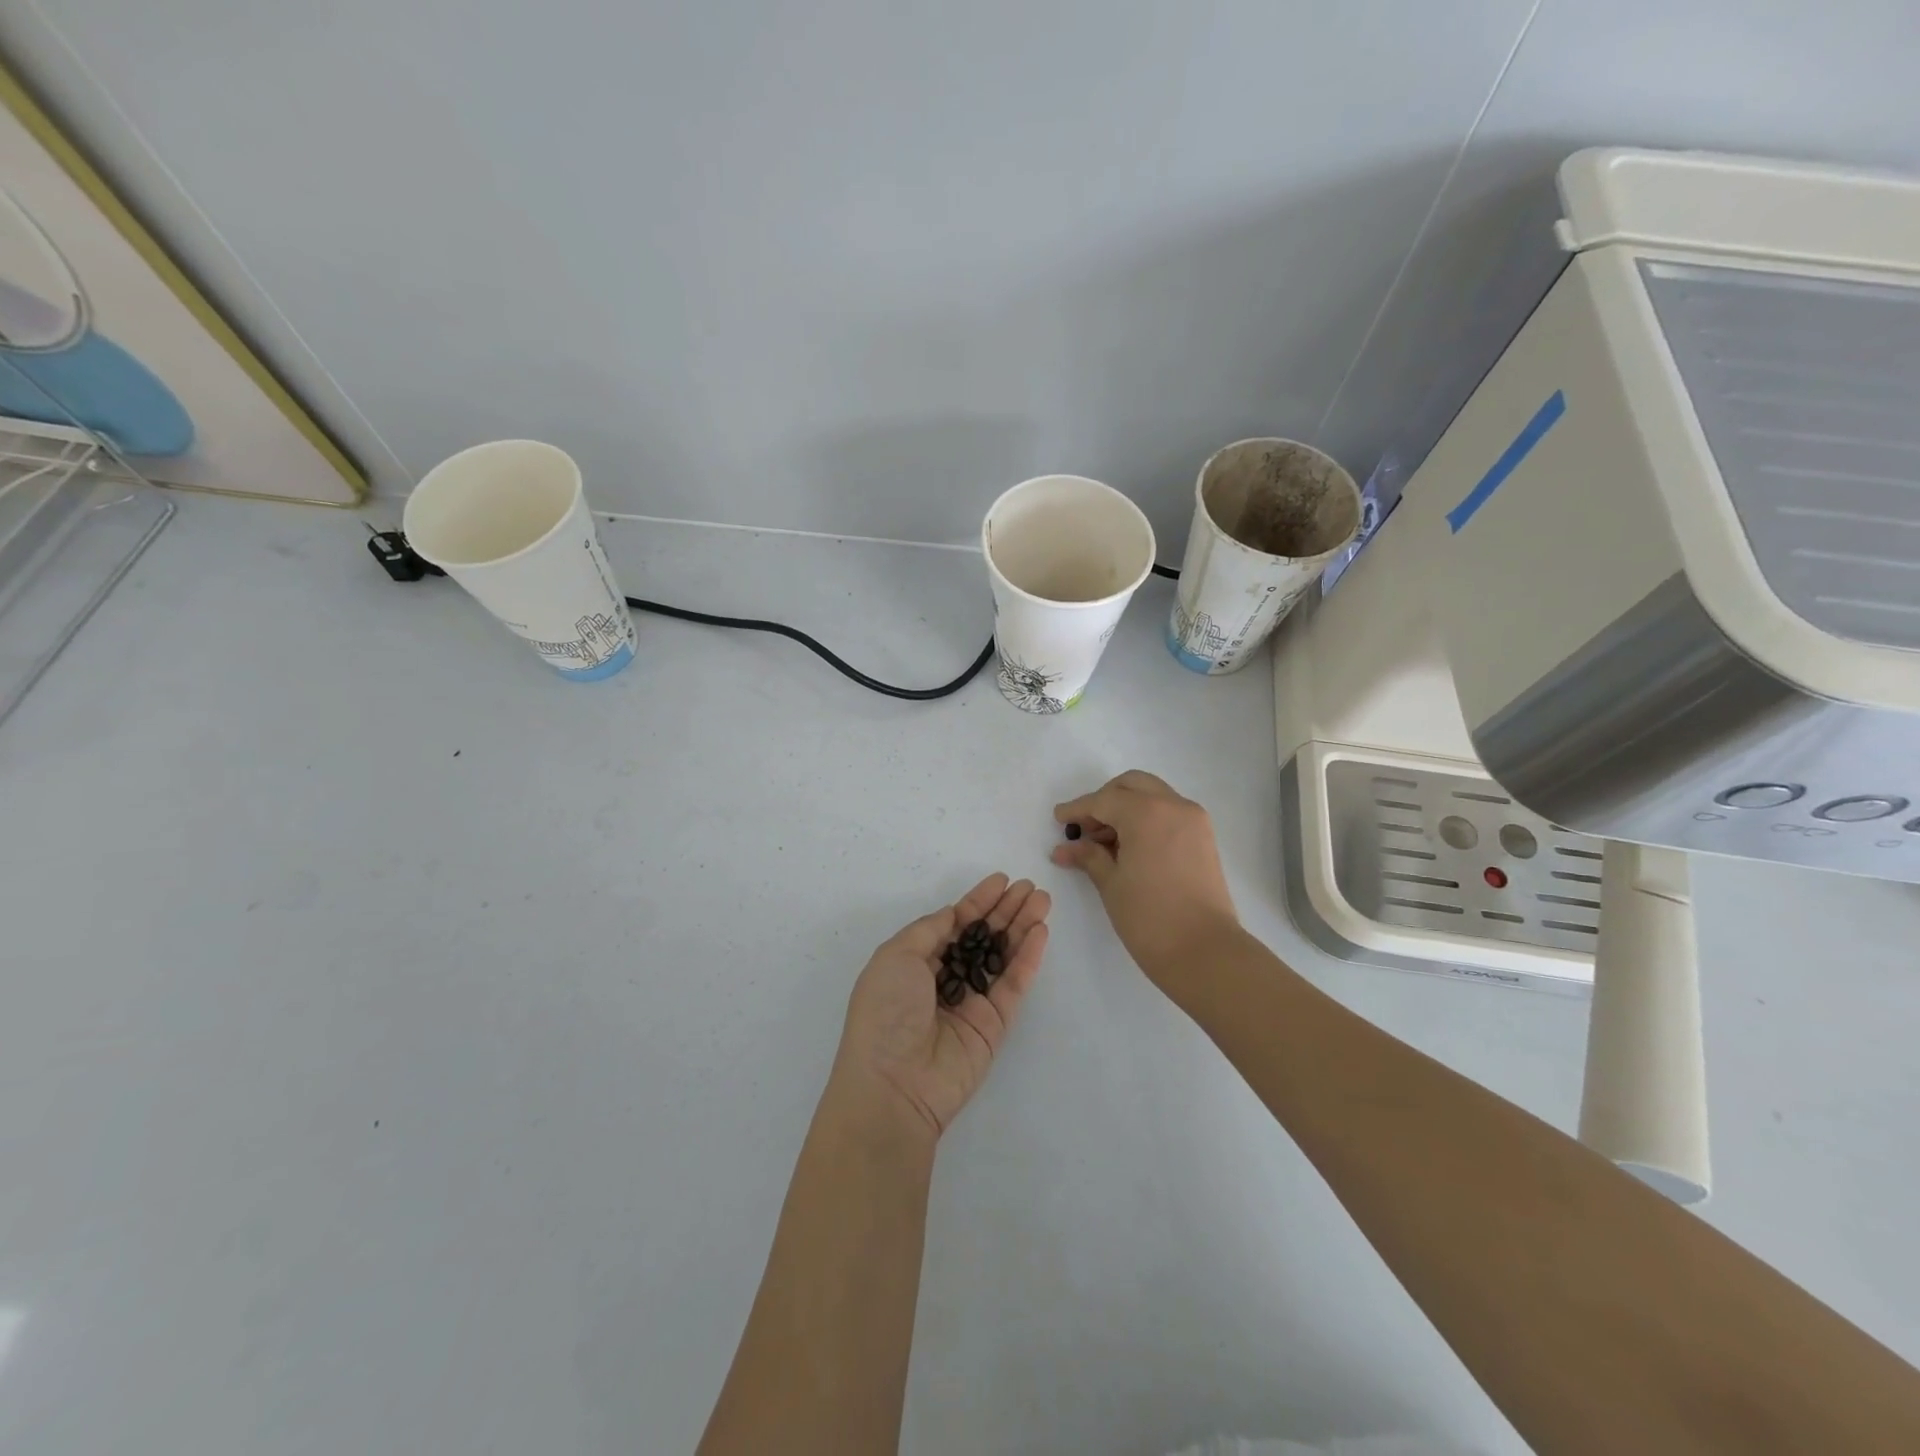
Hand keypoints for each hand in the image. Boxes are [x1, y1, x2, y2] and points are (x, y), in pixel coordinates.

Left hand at [832, 874, 1050, 1140]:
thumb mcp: (896, 956)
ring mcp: (972, 1002)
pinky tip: (1040, 931)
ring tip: (1043, 900)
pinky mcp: (994, 1024)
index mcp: (915, 962)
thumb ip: (930, 930)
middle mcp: (945, 979)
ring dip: (1022, 927)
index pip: (954, 924)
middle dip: (1006, 910)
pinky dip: (1028, 958)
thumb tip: (954, 915)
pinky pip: (1013, 984)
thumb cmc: (886, 1011)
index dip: (978, 901)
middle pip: (983, 936)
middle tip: (1030, 887)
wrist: (894, 1084)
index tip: (1002, 880)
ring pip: (1003, 956)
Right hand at [1051, 770, 1238, 992]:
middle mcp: (1173, 805)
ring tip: (1105, 843)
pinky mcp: (1204, 837)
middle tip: (1085, 828)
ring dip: (1127, 808)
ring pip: (1153, 796)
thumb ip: (1088, 856)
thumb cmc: (1149, 917)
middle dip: (1105, 800)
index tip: (1058, 819)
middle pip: (1131, 785)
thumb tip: (1065, 848)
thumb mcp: (1111, 884)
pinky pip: (1169, 813)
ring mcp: (1193, 820)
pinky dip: (1147, 818)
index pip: (1103, 800)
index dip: (1077, 809)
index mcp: (1146, 812)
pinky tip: (1130, 847)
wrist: (1205, 952)